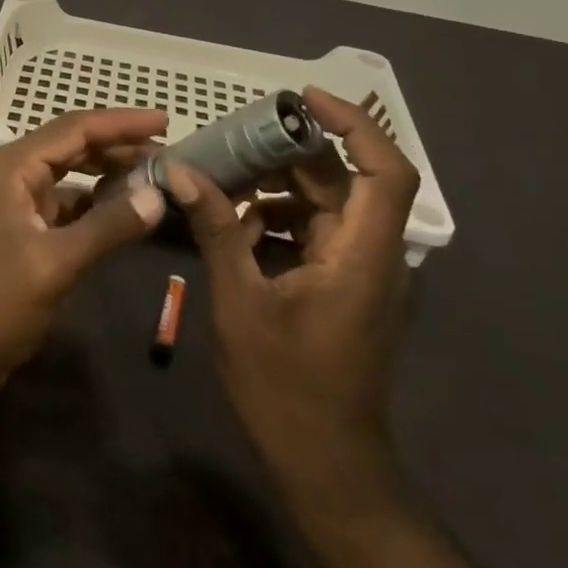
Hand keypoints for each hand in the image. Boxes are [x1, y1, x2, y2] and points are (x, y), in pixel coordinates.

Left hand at [0, 109, 169, 393]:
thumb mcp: (55, 264)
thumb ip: (108, 227)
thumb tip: (158, 194)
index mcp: (11, 167)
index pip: (74, 129)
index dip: (121, 122)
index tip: (166, 119)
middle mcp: (12, 173)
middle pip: (72, 144)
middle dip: (119, 144)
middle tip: (168, 150)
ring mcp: (17, 200)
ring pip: (72, 172)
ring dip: (110, 171)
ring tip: (155, 173)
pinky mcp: (25, 227)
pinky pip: (68, 201)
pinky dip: (97, 200)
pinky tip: (127, 206)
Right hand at [167, 86, 417, 507]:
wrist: (326, 468)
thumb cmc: (287, 388)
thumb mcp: (241, 302)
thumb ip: (216, 229)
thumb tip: (182, 170)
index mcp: (362, 256)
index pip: (385, 172)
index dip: (353, 125)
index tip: (302, 99)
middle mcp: (369, 256)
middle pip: (343, 181)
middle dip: (290, 152)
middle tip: (234, 137)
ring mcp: (355, 273)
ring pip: (323, 205)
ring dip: (276, 186)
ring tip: (222, 178)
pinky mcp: (338, 287)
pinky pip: (310, 232)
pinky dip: (275, 219)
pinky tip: (232, 225)